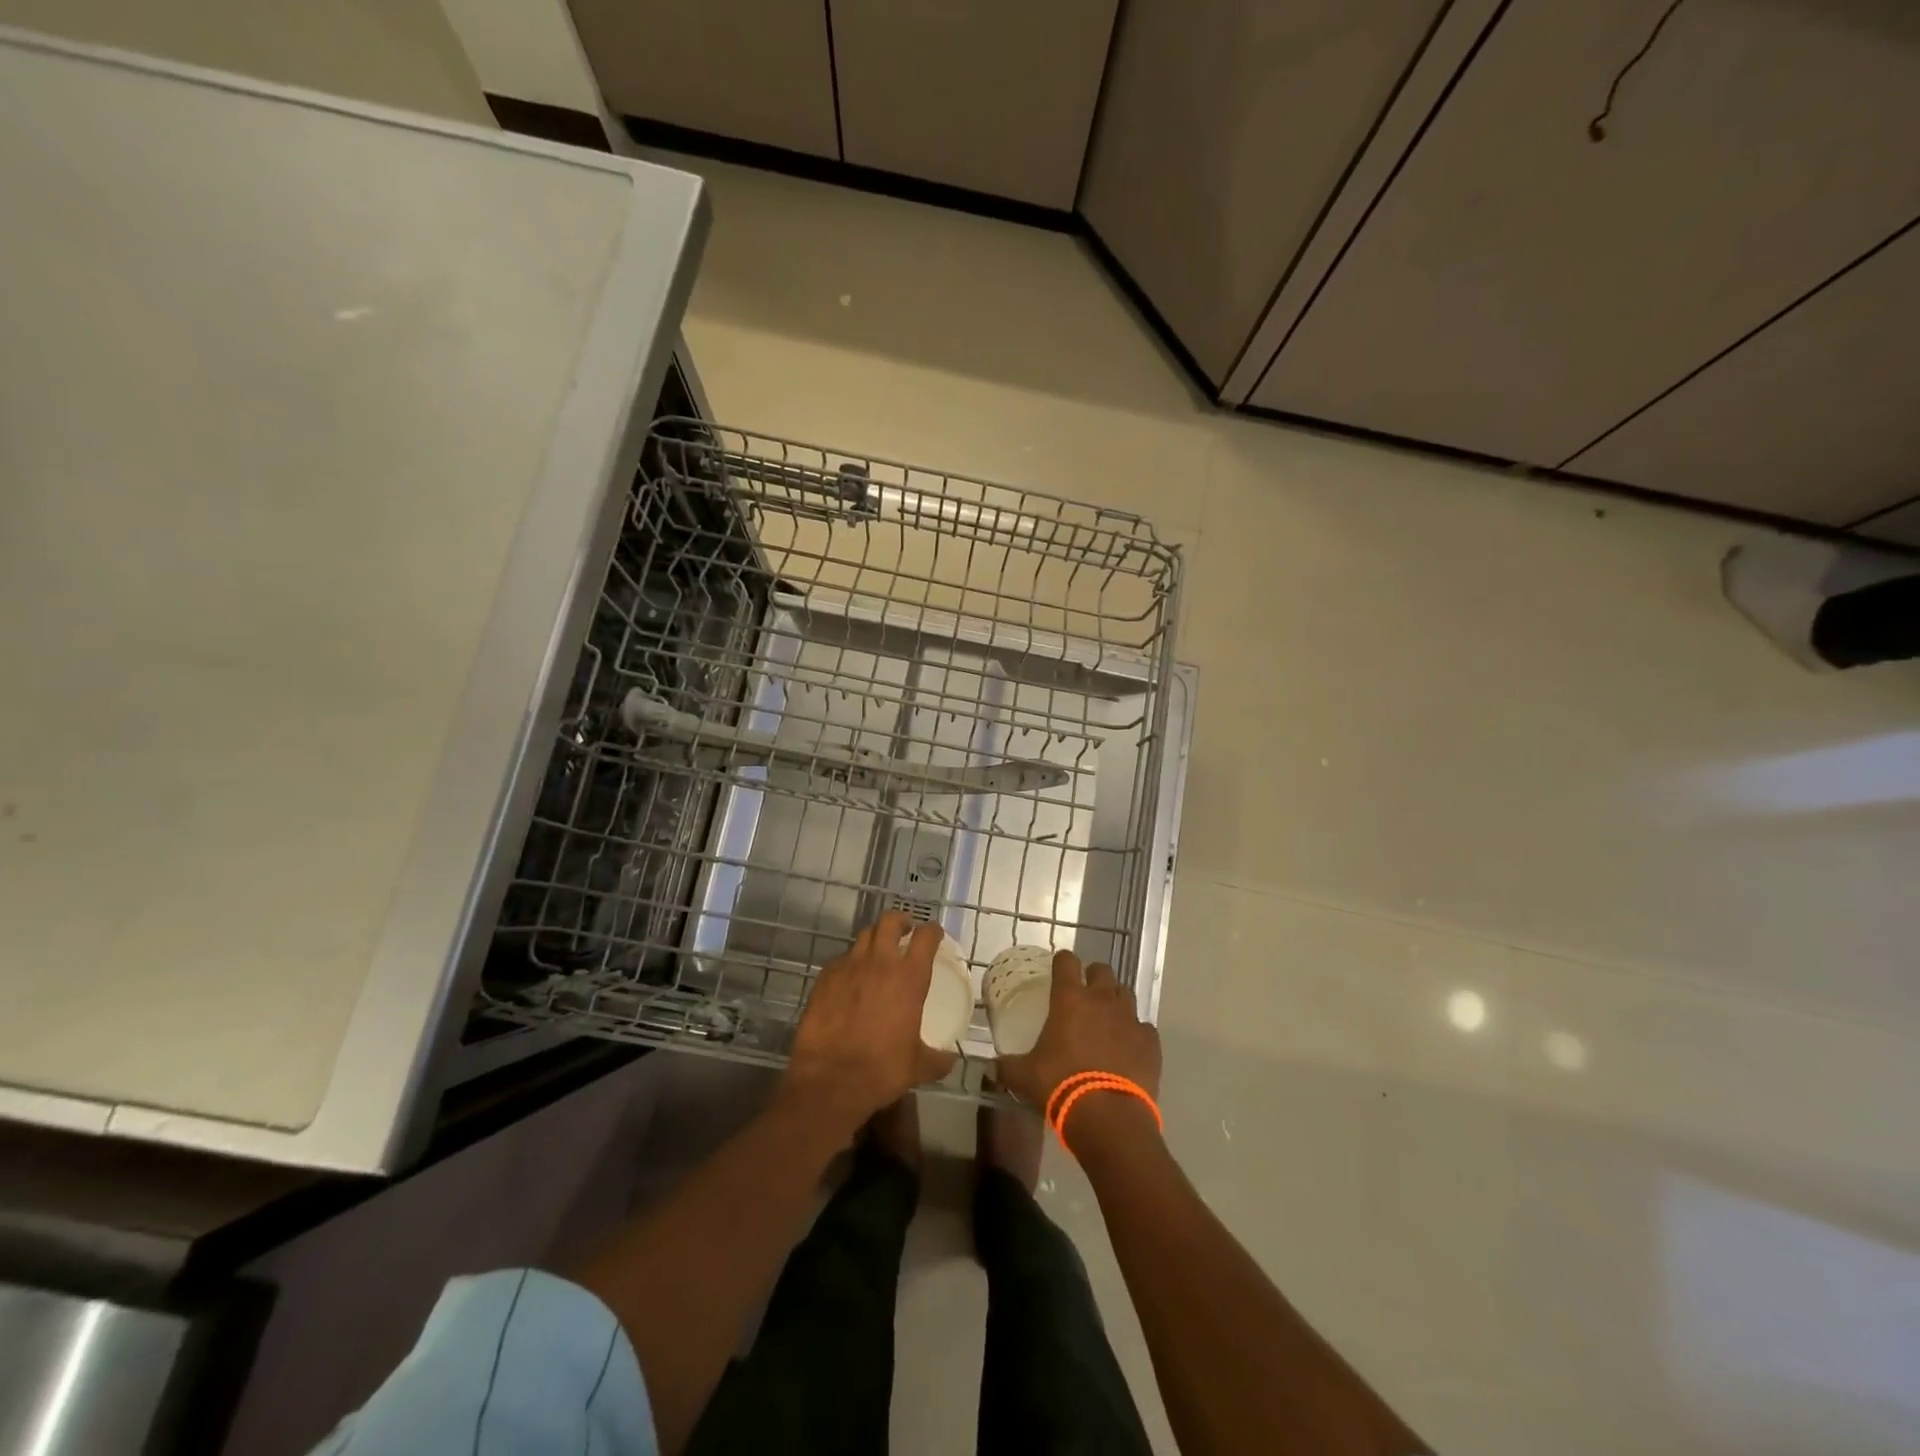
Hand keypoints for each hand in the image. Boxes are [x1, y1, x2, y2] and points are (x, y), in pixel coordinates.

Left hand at [784, 912, 956, 1134]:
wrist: (830, 1080)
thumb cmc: (881, 1069)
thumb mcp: (918, 1067)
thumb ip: (938, 1059)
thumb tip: (951, 1060)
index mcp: (909, 976)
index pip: (925, 936)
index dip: (933, 931)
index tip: (935, 934)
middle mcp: (880, 962)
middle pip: (890, 921)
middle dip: (900, 921)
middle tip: (904, 931)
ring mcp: (849, 966)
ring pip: (864, 935)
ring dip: (874, 938)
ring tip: (877, 952)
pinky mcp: (825, 977)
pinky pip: (841, 959)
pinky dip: (850, 962)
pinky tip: (850, 979)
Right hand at [997, 949, 1160, 1108]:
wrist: (1108, 1116)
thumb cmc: (1061, 1085)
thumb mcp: (1025, 1076)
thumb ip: (1007, 1066)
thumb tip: (991, 1067)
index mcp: (1070, 999)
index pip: (1066, 962)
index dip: (1062, 961)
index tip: (1058, 968)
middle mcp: (1102, 1000)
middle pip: (1102, 970)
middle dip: (1094, 976)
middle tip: (1085, 993)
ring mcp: (1130, 1018)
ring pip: (1126, 994)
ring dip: (1116, 1001)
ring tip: (1108, 1019)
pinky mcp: (1151, 1041)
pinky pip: (1144, 1027)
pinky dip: (1136, 1033)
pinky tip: (1129, 1047)